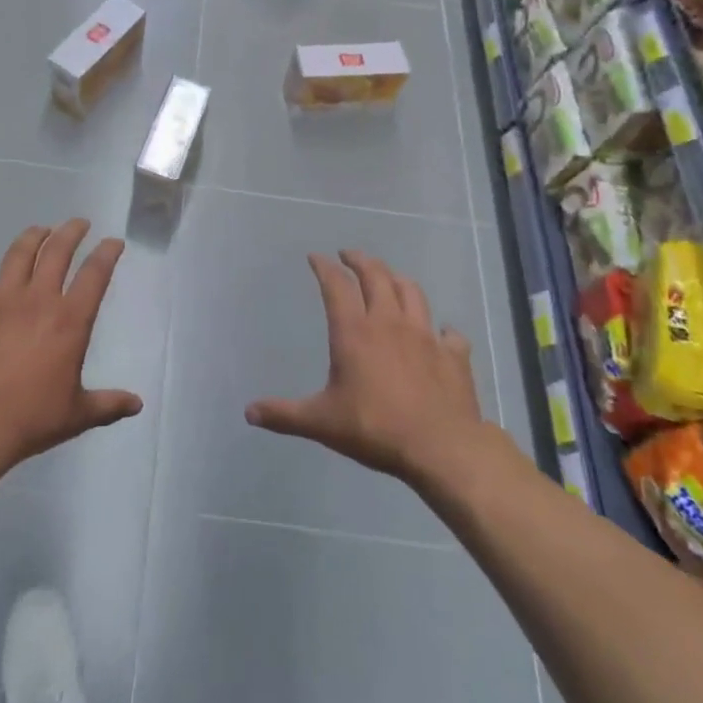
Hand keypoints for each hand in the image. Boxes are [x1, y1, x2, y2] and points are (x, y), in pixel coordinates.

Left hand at [0, 219, 141, 478]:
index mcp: (69, 320)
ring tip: (39, 229)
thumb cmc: (30, 419)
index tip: (113, 242)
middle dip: (71, 232)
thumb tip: (137, 404)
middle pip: (57, 252)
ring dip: (32, 237)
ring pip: (18, 255)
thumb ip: (108, 404)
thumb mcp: (77, 415)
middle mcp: (37, 299)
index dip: (107, 253)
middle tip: (79, 224)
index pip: (95, 274)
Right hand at [247, 251, 496, 490]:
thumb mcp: (321, 422)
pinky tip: (440, 333)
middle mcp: (389, 322)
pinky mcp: (453, 355)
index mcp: (354, 332)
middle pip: (376, 276)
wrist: (441, 448)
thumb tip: (249, 413)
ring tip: (389, 278)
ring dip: (397, 279)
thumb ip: (284, 415)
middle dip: (360, 260)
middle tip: (348, 255)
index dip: (324, 267)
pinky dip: (442, 329)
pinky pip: (449, 333)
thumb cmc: (374, 428)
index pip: (336, 285)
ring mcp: (425, 335)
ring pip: (412, 292)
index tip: (315, 257)